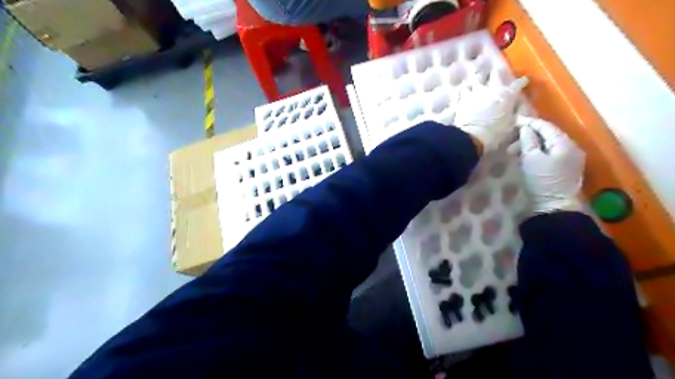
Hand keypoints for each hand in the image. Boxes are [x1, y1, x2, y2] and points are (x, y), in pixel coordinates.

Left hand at [453, 75, 526, 149]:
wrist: (472, 135)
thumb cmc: (495, 133)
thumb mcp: (510, 125)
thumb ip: (512, 115)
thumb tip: (514, 112)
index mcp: (508, 95)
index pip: (518, 84)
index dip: (522, 82)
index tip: (524, 81)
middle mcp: (492, 89)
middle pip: (495, 74)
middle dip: (497, 74)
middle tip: (496, 74)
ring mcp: (476, 91)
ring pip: (477, 78)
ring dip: (478, 79)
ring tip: (477, 81)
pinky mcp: (463, 98)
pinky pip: (463, 89)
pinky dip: (464, 90)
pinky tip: (463, 92)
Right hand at [518, 116, 586, 212]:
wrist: (554, 207)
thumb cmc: (542, 181)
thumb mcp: (531, 159)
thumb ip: (528, 140)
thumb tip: (525, 128)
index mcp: (564, 143)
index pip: (545, 126)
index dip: (529, 122)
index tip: (514, 121)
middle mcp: (571, 148)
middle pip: (548, 135)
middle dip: (529, 135)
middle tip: (510, 140)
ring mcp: (570, 159)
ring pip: (548, 145)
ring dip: (531, 145)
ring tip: (514, 151)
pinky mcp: (565, 169)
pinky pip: (550, 153)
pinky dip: (537, 152)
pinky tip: (526, 157)